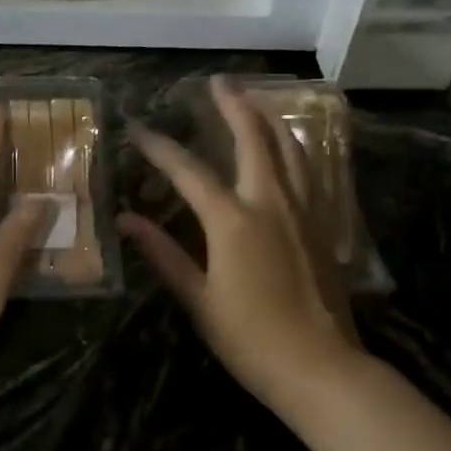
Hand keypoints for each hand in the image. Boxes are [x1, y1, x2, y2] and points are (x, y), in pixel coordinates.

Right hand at [121, 76, 364, 422]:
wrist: (322, 368)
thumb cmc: (251, 339)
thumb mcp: (199, 299)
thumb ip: (164, 253)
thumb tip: (127, 220)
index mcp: (233, 221)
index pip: (188, 171)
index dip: (160, 148)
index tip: (138, 128)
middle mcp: (271, 203)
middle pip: (253, 138)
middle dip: (233, 105)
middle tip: (218, 82)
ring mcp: (303, 211)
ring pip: (290, 148)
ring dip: (269, 118)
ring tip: (254, 99)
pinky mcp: (323, 225)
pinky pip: (310, 171)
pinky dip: (296, 148)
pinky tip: (291, 146)